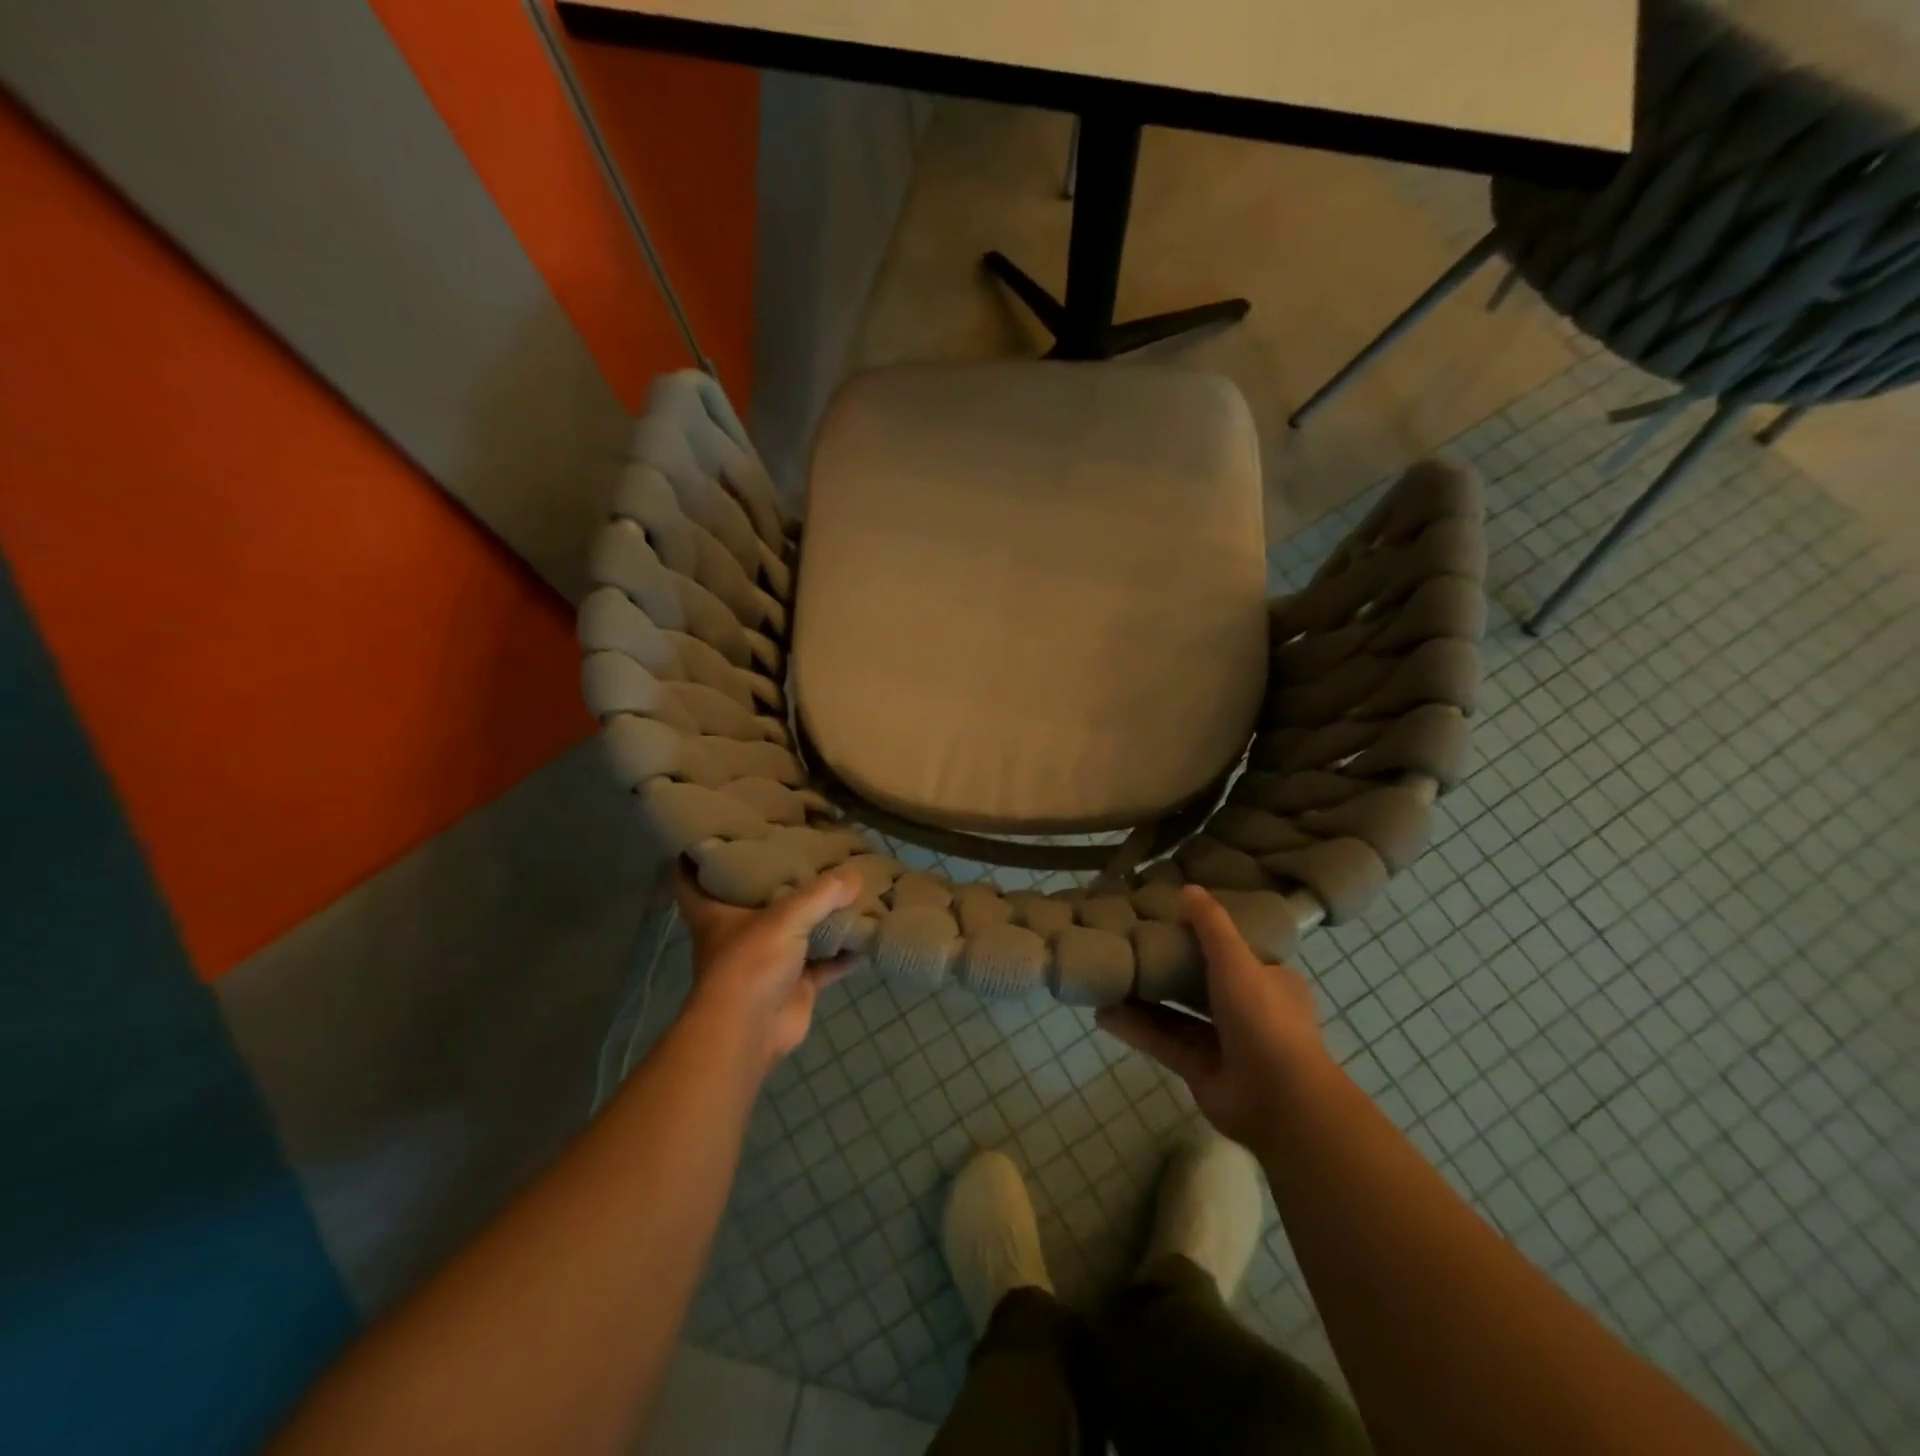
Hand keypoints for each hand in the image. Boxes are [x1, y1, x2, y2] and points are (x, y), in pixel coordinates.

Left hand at [675, 861, 862, 1072]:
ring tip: (847, 885)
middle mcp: (739, 934)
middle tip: (802, 848)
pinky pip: (825, 963)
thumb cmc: (750, 963)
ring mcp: (768, 961)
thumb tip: (855, 874)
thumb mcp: (785, 917)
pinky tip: (869, 934)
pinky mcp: (794, 985)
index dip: (695, 856)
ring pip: (796, 931)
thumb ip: (821, 894)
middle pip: (755, 901)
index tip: (712, 831)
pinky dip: (845, 953)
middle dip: (776, 880)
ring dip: (819, 916)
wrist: (751, 1031)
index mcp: (716, 913)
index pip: (691, 880)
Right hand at [1096, 886, 1329, 1152]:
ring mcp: (1223, 1043)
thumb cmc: (1264, 1016)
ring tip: (1108, 978)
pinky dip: (1136, 1028)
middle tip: (1129, 947)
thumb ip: (1210, 925)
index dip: (1203, 936)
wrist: (1278, 1099)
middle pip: (1199, 983)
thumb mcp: (1237, 959)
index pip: (1234, 952)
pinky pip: (1163, 1041)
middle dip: (1166, 968)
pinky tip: (1104, 1014)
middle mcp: (1247, 1010)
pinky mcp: (1199, 1069)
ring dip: (1144, 999)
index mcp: (1268, 981)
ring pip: (1176, 1014)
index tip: (1168, 920)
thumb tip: (1188, 888)